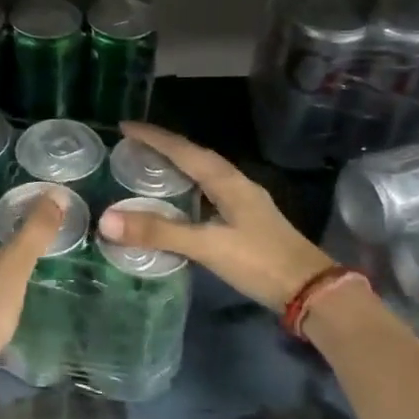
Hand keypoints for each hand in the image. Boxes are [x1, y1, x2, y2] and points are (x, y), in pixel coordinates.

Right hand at [96, 122, 337, 311]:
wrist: (311, 291)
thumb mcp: (207, 247)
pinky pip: (210, 193)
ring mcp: (244, 202)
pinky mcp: (247, 221)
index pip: (184, 150)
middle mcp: (236, 184)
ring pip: (204, 174)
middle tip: (132, 145)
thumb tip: (106, 219)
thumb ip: (159, 233)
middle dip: (164, 147)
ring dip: (178, 167)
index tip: (125, 126)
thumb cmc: (260, 262)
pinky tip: (178, 202)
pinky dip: (189, 189)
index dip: (154, 137)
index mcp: (227, 181)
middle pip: (195, 156)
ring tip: (149, 167)